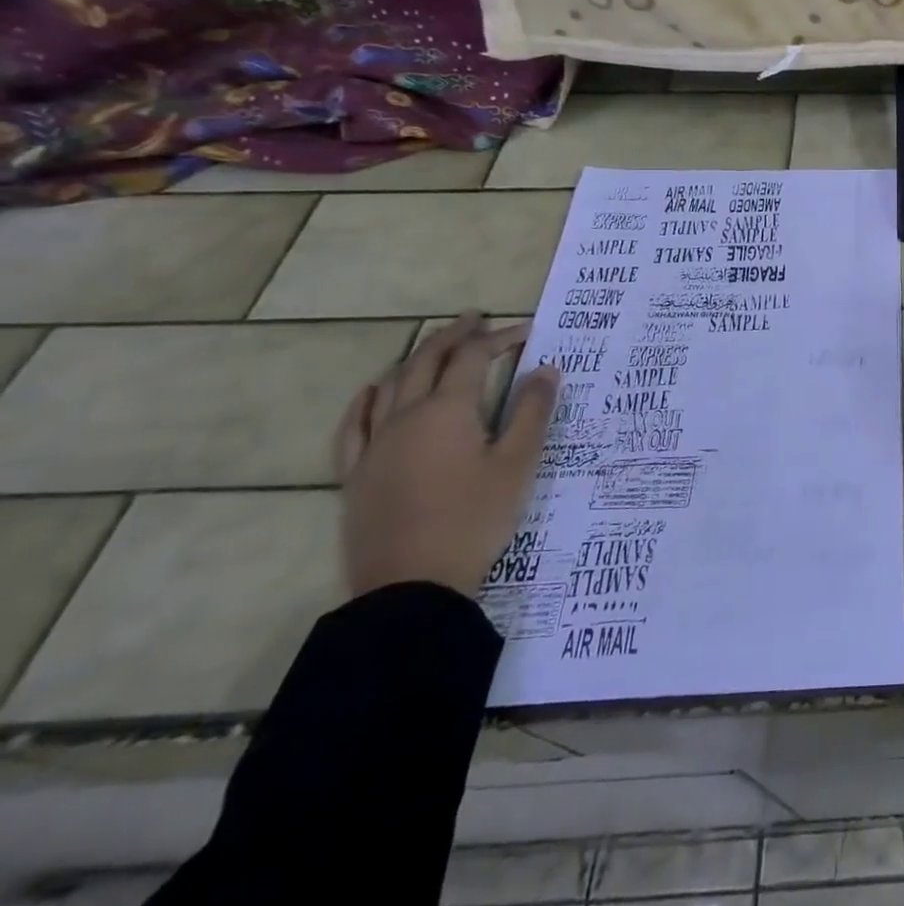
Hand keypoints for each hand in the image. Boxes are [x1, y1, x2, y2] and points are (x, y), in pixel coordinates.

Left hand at [333, 314, 559, 598]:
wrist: (411, 586)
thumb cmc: (474, 519)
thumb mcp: (518, 464)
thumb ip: (531, 412)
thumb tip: (546, 368)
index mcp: (447, 411)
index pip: (473, 358)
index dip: (499, 338)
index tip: (526, 330)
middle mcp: (405, 417)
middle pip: (426, 361)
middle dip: (453, 336)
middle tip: (476, 319)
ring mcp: (374, 445)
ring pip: (390, 385)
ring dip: (415, 359)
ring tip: (434, 348)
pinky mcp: (356, 474)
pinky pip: (354, 424)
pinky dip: (367, 399)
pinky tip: (374, 392)